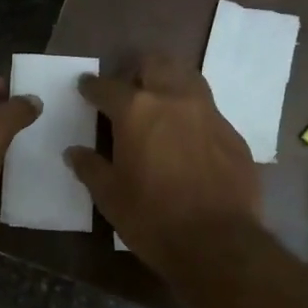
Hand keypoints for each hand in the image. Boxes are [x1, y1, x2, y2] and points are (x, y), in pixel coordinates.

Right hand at [65, 55, 261, 274]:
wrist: (218, 243)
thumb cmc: (152, 218)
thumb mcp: (110, 196)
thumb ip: (91, 167)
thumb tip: (74, 152)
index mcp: (136, 111)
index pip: (107, 86)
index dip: (92, 87)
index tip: (85, 88)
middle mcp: (174, 99)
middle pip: (155, 64)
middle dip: (137, 71)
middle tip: (127, 89)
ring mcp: (209, 113)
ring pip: (188, 78)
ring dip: (169, 83)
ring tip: (159, 103)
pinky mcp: (233, 134)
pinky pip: (208, 111)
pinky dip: (192, 115)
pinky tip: (187, 138)